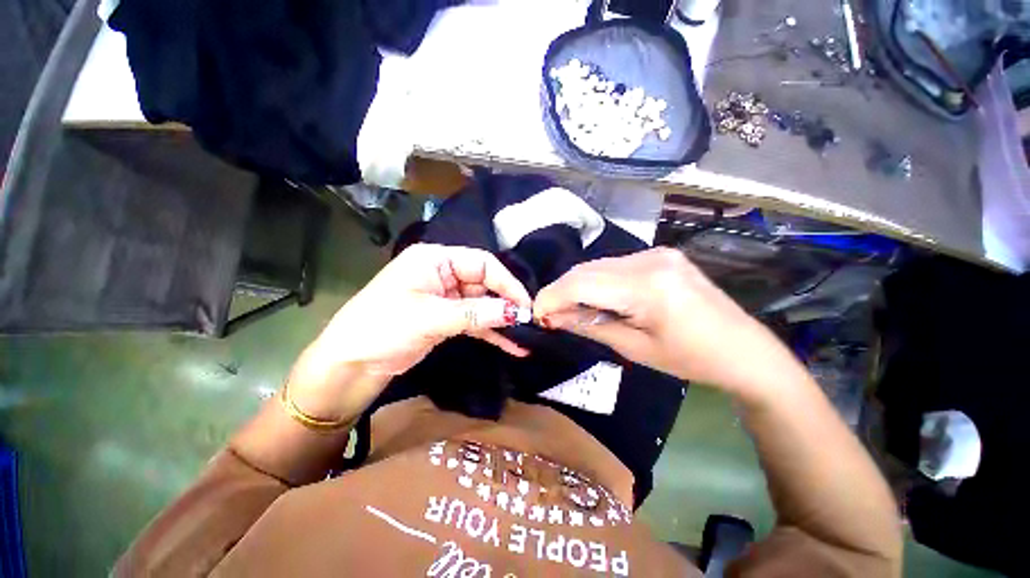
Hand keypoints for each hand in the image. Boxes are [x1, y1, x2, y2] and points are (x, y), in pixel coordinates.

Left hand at [288, 244, 531, 418]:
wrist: (350, 364)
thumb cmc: (384, 328)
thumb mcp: (432, 317)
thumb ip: (477, 313)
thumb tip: (517, 313)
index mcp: (435, 260)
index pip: (482, 263)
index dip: (506, 282)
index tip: (525, 305)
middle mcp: (443, 273)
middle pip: (484, 284)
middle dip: (506, 303)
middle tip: (530, 322)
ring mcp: (445, 297)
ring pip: (482, 305)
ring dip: (502, 321)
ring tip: (526, 337)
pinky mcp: (446, 318)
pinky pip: (475, 321)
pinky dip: (491, 332)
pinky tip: (511, 345)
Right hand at [533, 248, 802, 401]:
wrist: (745, 350)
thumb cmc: (691, 359)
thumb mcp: (635, 348)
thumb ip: (589, 326)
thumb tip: (553, 317)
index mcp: (648, 286)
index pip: (582, 283)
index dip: (552, 297)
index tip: (535, 313)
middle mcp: (650, 259)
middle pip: (587, 270)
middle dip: (561, 291)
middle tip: (548, 314)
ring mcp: (657, 253)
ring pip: (598, 266)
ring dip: (577, 286)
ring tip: (568, 308)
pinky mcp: (660, 255)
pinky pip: (615, 266)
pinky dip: (597, 281)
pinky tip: (595, 298)